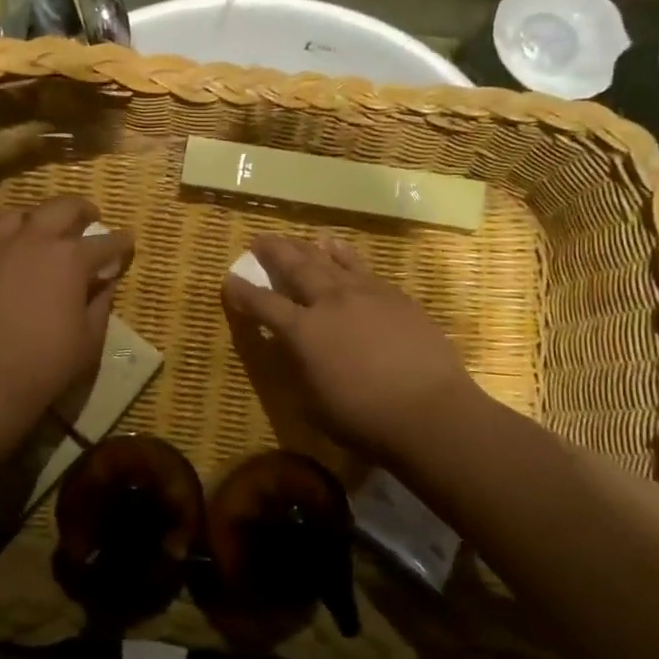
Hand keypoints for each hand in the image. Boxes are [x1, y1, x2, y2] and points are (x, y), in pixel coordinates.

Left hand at [0, 196, 133, 412]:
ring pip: (18, 215)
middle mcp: (34, 241)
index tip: (127, 242)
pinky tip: (9, 264)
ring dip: (37, 218)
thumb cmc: (47, 362)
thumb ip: (100, 303)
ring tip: (43, 231)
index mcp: (71, 258)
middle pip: (62, 208)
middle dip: (81, 210)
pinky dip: (7, 246)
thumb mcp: (89, 339)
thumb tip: (105, 282)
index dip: (120, 242)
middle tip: (90, 217)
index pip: (105, 242)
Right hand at [220, 234, 475, 461]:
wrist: (429, 410)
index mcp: (303, 332)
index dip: (242, 292)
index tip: (229, 280)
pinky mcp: (394, 296)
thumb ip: (299, 367)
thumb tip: (292, 348)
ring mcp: (365, 294)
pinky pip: (361, 267)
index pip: (263, 305)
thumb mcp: (313, 402)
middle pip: (295, 266)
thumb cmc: (363, 418)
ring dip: (308, 247)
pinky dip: (344, 255)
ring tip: (298, 240)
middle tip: (259, 240)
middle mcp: (329, 302)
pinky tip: (339, 249)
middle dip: (273, 252)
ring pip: (329, 260)